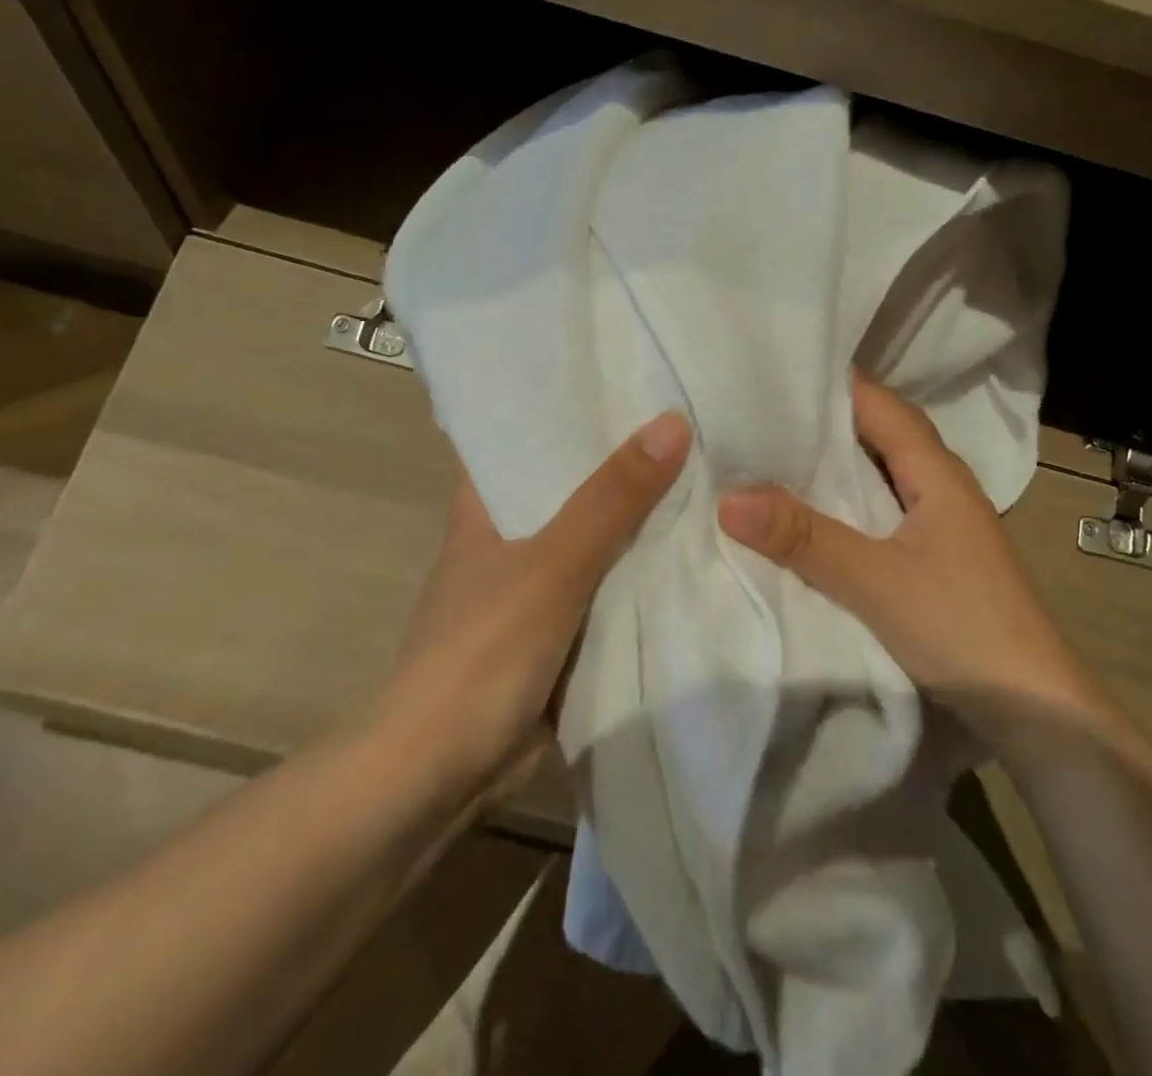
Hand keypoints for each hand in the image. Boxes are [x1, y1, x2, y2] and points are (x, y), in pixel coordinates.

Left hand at [386, 411, 690, 785]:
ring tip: (707, 468)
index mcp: (486, 504)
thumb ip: (612, 498)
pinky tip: (693, 545)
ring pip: (598, 535)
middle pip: (574, 482)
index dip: (573, 404)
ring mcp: (536, 584)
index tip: (631, 376)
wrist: (443, 775)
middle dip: (626, 459)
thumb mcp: (553, 564)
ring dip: (641, 515)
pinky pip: (610, 584)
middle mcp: (510, 535)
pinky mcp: (560, 628)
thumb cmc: (483, 651)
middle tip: (692, 417)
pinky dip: (642, 568)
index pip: (527, 432)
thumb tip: (673, 421)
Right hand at [717, 377, 1093, 741]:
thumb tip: (728, 497)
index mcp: (937, 471)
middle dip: (825, 419)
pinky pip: (884, 507)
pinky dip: (849, 499)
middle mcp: (943, 484)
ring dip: (837, 461)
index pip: (879, 403)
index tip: (773, 371)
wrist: (1036, 709)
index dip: (831, 382)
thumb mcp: (874, 581)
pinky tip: (816, 512)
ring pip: (883, 471)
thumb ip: (804, 538)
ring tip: (774, 453)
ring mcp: (943, 520)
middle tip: (760, 410)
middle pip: (881, 432)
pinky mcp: (938, 554)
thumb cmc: (962, 628)